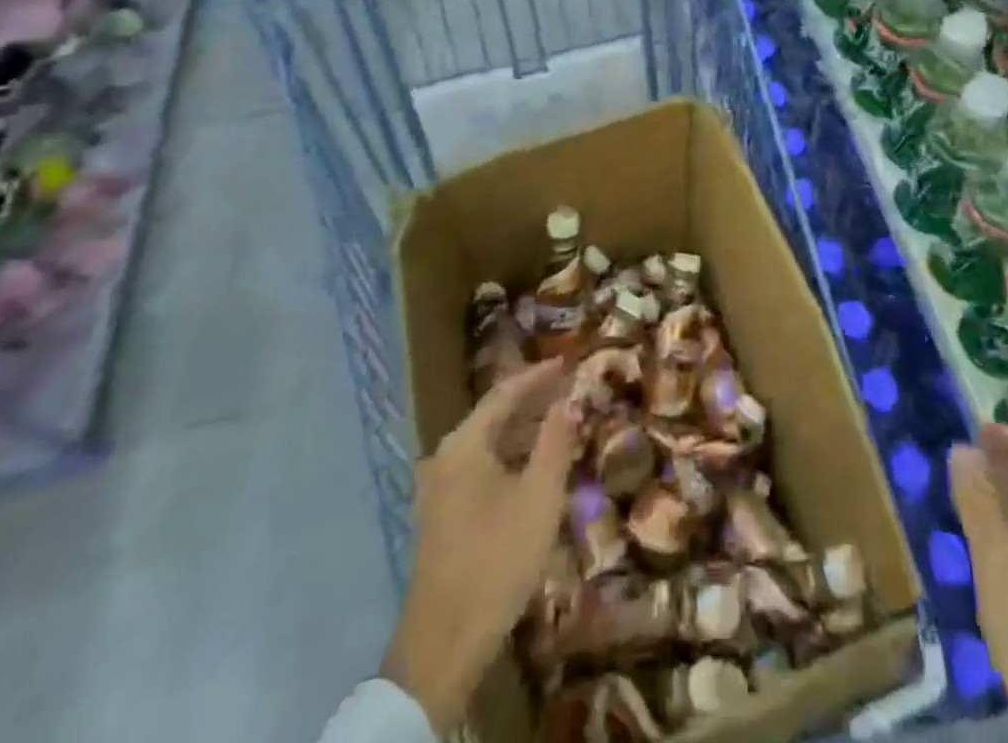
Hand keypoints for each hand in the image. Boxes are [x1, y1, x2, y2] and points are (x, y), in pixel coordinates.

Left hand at [383, 360, 577, 729]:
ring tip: (559, 424)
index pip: (505, 393)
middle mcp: (445, 457)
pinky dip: (509, 457)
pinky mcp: (441, 515)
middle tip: (569, 390)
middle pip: (493, 415)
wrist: (444, 644)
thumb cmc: (497, 559)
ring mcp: (438, 488)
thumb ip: (555, 442)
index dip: (538, 376)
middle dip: (532, 402)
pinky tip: (534, 468)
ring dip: (522, 431)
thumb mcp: (540, 497)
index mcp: (464, 445)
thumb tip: (568, 401)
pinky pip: (480, 467)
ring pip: (487, 444)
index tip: (568, 362)